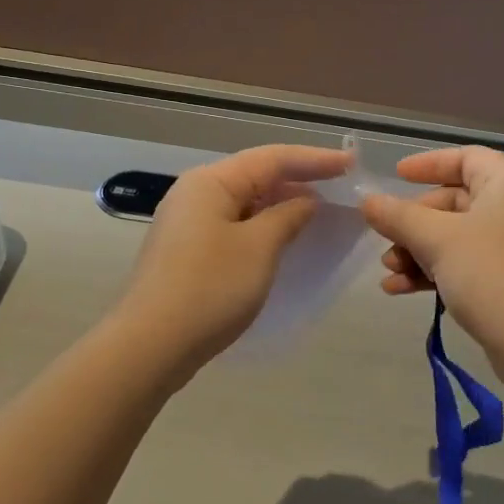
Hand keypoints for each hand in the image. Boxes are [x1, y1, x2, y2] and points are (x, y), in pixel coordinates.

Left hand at [119, 143, 351, 368]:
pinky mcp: (187, 250)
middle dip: (298, 180)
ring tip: (319, 212)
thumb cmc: (210, 288)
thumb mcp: (259, 248)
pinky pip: (234, 225)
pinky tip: (284, 239)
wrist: (151, 345)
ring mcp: (188, 223)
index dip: (315, 160)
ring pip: (245, 202)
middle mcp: (196, 193)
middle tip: (340, 187)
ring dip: (281, 205)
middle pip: (256, 175)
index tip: (351, 164)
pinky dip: (263, 226)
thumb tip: (306, 202)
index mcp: (211, 182)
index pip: (272, 159)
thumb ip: (288, 217)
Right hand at [360, 146, 503, 364]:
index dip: (429, 164)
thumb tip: (367, 200)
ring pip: (454, 236)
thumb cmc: (491, 275)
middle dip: (413, 221)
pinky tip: (399, 289)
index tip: (396, 177)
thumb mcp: (437, 240)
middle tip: (386, 239)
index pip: (466, 158)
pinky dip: (433, 271)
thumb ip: (398, 216)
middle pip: (454, 200)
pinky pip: (463, 264)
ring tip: (389, 270)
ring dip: (417, 250)